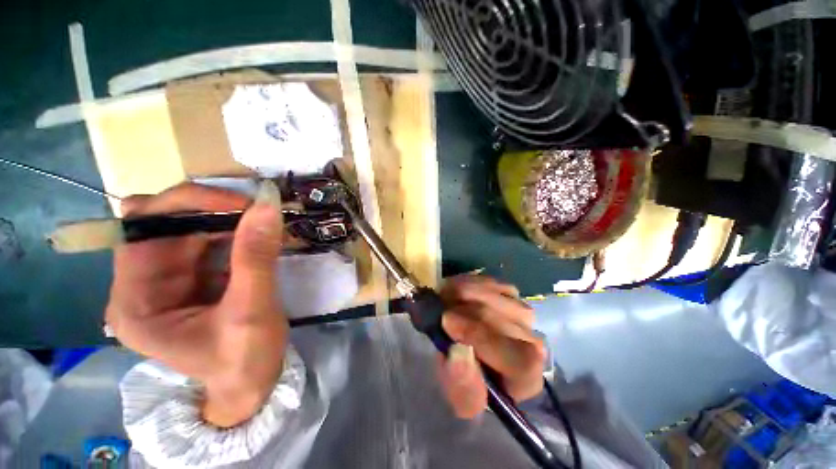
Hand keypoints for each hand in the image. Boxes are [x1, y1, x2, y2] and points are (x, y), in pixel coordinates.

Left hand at [106, 182, 286, 427]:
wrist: (253, 382)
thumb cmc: (245, 359)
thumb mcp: (252, 311)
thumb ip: (256, 258)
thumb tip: (268, 205)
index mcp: (134, 304)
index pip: (143, 231)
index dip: (188, 206)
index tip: (243, 204)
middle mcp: (140, 286)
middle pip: (162, 224)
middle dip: (211, 210)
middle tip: (259, 210)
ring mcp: (165, 280)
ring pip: (186, 228)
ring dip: (225, 219)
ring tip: (262, 222)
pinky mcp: (190, 277)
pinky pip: (205, 239)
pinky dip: (232, 230)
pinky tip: (256, 235)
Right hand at [439, 276, 545, 418]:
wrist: (478, 358)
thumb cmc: (472, 382)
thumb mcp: (462, 397)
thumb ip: (461, 381)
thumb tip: (458, 351)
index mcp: (527, 376)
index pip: (516, 356)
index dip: (478, 336)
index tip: (446, 322)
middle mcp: (533, 341)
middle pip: (495, 316)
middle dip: (459, 309)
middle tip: (436, 309)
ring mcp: (522, 311)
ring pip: (489, 292)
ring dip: (460, 293)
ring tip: (443, 301)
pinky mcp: (511, 293)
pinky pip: (486, 281)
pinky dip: (466, 283)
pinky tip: (456, 293)